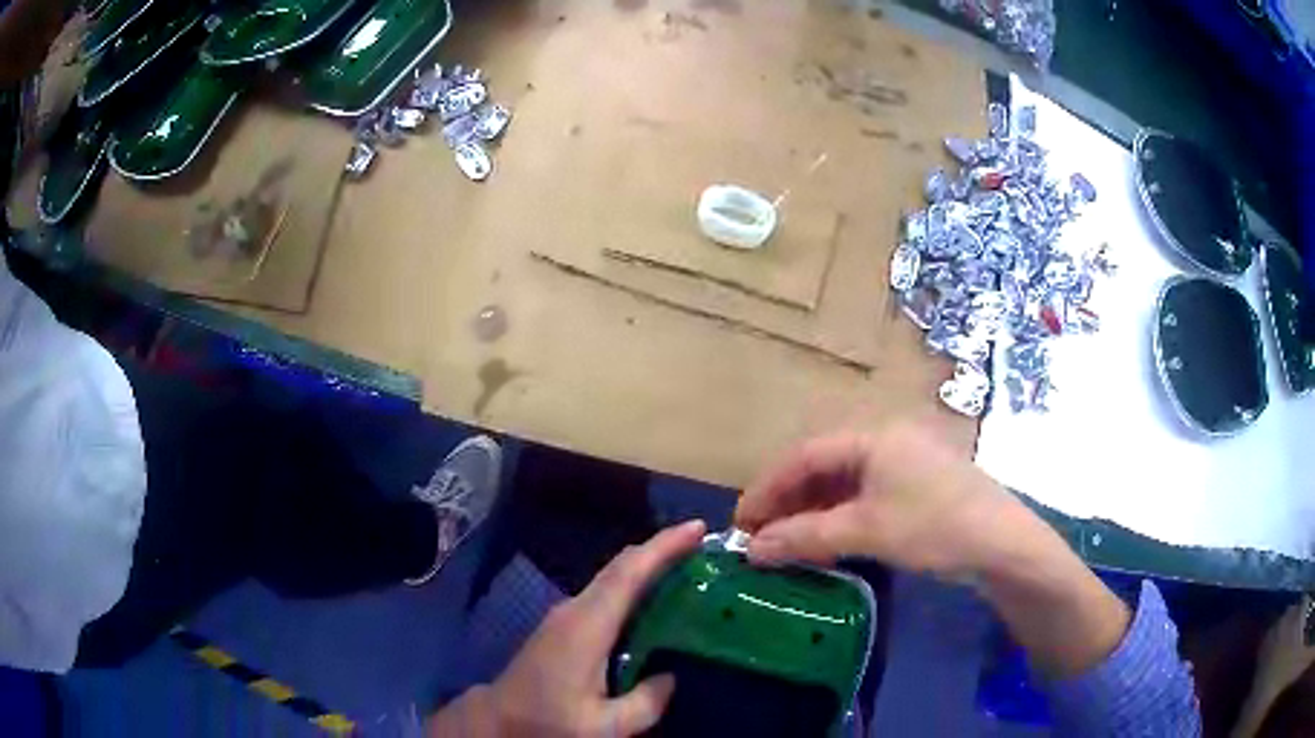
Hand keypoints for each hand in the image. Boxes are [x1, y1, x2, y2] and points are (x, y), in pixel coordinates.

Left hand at [429, 520, 705, 737]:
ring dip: (647, 566)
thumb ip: (645, 703)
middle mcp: (575, 609)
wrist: (499, 718)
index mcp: (587, 626)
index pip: (629, 574)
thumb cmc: (548, 720)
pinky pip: (605, 593)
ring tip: (687, 568)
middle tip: (702, 545)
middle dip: (661, 549)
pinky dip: (633, 585)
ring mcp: (565, 615)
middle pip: (621, 567)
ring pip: (612, 577)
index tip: (698, 528)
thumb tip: (671, 678)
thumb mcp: (603, 726)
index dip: (663, 547)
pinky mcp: (563, 625)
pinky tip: (653, 601)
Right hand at [735, 420, 1024, 579]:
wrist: (1001, 543)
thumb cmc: (933, 526)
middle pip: (823, 466)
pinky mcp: (917, 485)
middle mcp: (886, 440)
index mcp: (873, 437)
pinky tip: (827, 540)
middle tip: (760, 535)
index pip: (804, 456)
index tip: (740, 522)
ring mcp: (905, 462)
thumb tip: (752, 550)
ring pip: (844, 483)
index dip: (767, 488)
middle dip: (787, 501)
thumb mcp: (866, 532)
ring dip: (812, 511)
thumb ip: (805, 537)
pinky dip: (840, 516)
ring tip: (786, 542)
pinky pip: (865, 495)